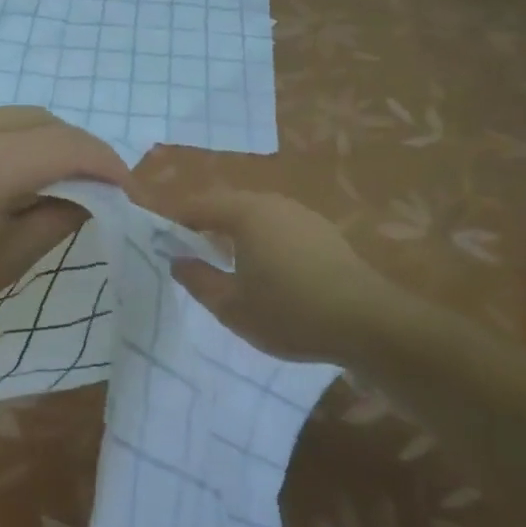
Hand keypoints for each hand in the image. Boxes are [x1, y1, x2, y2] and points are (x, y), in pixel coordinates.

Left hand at [0, 108, 129, 351]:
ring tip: (44, 177)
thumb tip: (88, 195)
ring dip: (36, 140)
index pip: (69, 145)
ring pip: (5, 116)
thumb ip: (60, 216)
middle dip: (74, 147)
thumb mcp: (10, 259)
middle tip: (90, 183)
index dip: (107, 163)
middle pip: (40, 119)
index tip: (124, 189)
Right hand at [168, 190, 395, 358]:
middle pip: (228, 205)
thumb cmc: (289, 312)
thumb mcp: (231, 306)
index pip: (198, 206)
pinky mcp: (324, 233)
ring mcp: (303, 215)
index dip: (175, 219)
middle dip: (205, 223)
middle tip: (187, 249)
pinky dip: (262, 240)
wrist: (367, 323)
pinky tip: (264, 269)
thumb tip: (176, 260)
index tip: (158, 236)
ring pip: (256, 215)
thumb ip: (197, 279)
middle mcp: (273, 203)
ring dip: (235, 232)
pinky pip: (279, 227)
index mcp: (245, 213)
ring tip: (223, 260)